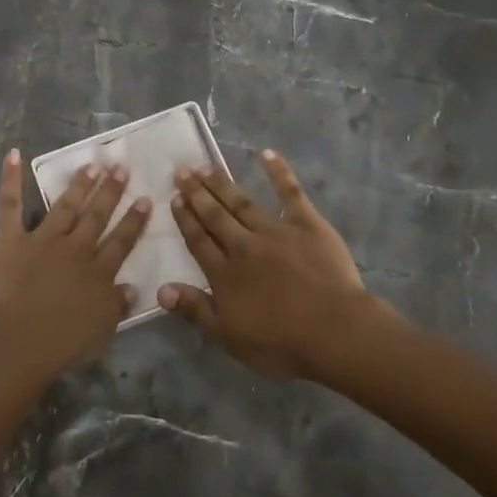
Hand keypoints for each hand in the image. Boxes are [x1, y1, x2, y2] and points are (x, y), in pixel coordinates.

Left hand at [0, 150, 151, 383]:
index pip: (122, 240)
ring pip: (65, 206)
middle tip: (121, 168)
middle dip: (110, 191)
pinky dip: (11, 180)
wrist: (25, 339)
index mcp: (99, 271)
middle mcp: (76, 248)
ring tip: (91, 164)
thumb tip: (133, 287)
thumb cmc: (66, 341)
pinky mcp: (12, 239)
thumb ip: (118, 304)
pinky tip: (14, 155)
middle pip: (97, 216)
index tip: (145, 199)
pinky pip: (10, 206)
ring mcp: (43, 240)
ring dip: (79, 184)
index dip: (134, 220)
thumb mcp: (104, 327)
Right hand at [158, 150, 372, 377]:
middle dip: (197, 193)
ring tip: (207, 166)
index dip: (185, 219)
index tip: (174, 199)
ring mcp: (275, 231)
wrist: (335, 331)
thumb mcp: (228, 336)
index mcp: (224, 273)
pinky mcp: (307, 224)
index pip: (198, 240)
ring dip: (222, 183)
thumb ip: (195, 310)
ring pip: (242, 202)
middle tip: (182, 171)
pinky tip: (267, 153)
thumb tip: (161, 288)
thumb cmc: (281, 342)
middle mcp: (243, 245)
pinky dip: (279, 172)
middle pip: (215, 215)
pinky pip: (290, 193)